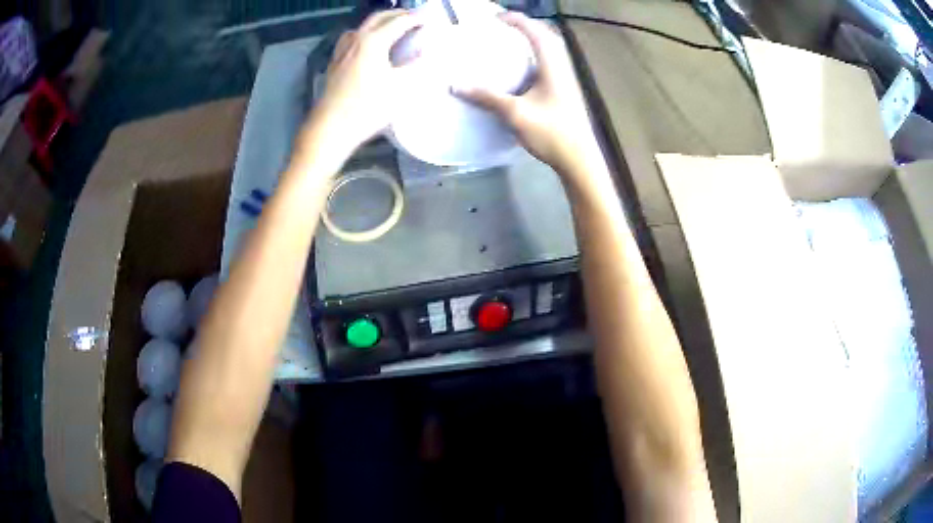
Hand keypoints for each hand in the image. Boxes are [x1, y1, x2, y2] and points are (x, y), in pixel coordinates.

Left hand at [302, 10, 422, 161]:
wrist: (330, 129)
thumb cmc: (367, 108)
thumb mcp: (400, 88)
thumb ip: (417, 66)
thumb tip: (429, 51)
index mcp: (373, 42)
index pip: (399, 22)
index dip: (417, 18)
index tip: (430, 17)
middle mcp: (356, 40)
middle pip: (378, 17)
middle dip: (398, 14)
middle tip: (414, 17)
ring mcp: (342, 51)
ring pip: (362, 27)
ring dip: (379, 22)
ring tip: (391, 28)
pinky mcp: (334, 64)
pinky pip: (350, 39)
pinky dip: (363, 35)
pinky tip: (365, 46)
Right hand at [455, 12, 600, 175]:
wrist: (579, 159)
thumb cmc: (551, 133)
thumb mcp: (515, 113)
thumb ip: (487, 97)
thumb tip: (455, 85)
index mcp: (553, 66)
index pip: (536, 33)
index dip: (517, 20)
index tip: (496, 17)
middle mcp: (562, 68)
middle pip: (547, 38)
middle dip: (526, 27)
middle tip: (504, 27)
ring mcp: (566, 81)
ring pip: (550, 52)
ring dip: (532, 42)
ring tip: (510, 42)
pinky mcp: (565, 93)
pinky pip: (549, 65)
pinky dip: (534, 58)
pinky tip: (521, 70)